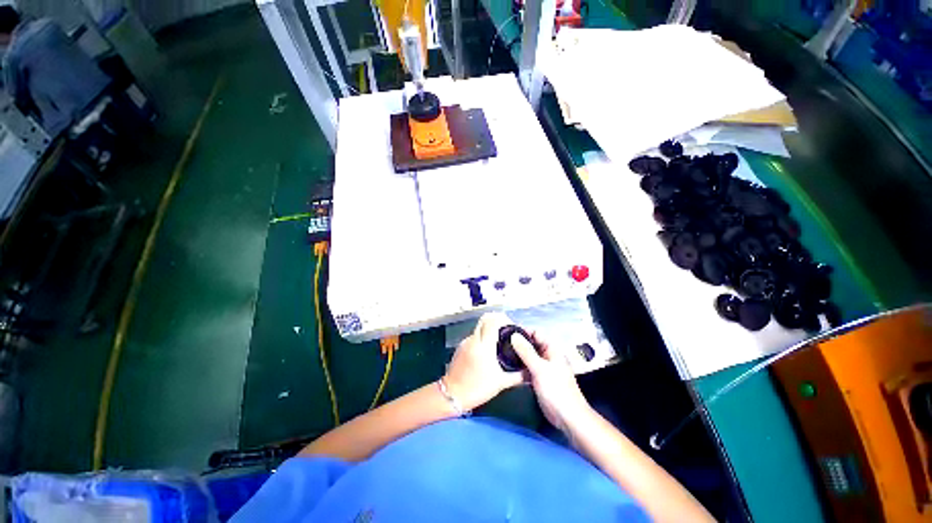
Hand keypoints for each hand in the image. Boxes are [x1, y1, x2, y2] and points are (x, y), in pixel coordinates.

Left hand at [444, 313, 524, 410]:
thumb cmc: (477, 388)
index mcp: (484, 345)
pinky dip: (482, 336)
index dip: (503, 319)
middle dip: (497, 320)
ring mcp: (466, 341)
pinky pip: (474, 335)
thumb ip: (517, 375)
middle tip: (506, 331)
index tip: (512, 327)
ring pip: (479, 326)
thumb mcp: (500, 383)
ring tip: (499, 341)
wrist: (452, 395)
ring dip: (489, 328)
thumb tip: (530, 371)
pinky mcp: (461, 346)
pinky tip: (488, 349)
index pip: (493, 321)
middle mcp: (474, 339)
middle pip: (485, 319)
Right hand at [510, 331, 591, 434]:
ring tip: (501, 353)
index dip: (522, 331)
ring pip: (528, 356)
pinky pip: (526, 368)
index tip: (506, 332)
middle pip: (531, 344)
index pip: (535, 333)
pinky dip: (518, 367)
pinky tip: (507, 367)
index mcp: (551, 349)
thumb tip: (513, 335)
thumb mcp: (540, 368)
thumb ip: (526, 351)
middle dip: (517, 343)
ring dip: (517, 355)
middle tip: (500, 343)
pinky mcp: (538, 378)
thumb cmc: (556, 390)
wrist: (568, 418)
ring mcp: (543, 367)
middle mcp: (547, 355)